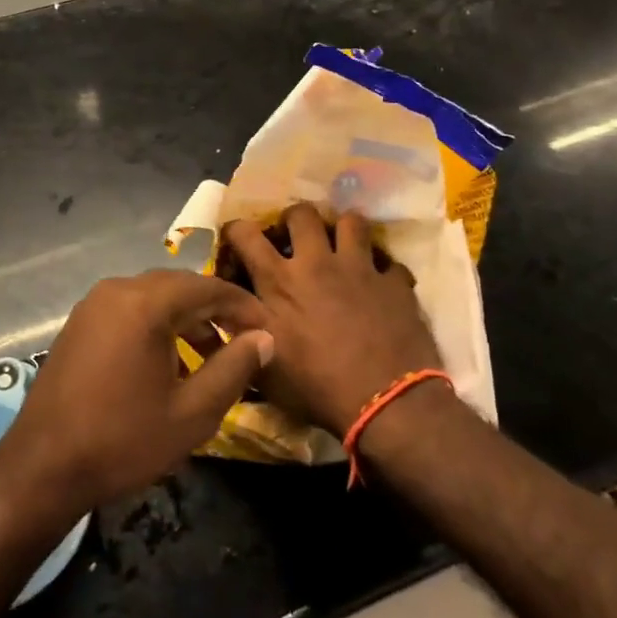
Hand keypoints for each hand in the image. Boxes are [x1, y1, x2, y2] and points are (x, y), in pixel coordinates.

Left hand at [0, 271, 273, 521]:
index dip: (243, 306)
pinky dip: (156, 325)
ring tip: (211, 357)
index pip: (208, 287)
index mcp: (145, 303)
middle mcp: (117, 290)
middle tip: (245, 341)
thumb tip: (263, 338)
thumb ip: (233, 369)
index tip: (269, 329)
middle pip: (179, 286)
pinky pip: (129, 310)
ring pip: (153, 297)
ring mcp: (93, 304)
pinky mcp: (79, 323)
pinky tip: (169, 361)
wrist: (43, 467)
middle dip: (215, 310)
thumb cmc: (124, 440)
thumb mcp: (192, 412)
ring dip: (186, 319)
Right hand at [221, 204, 443, 437]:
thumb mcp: (262, 364)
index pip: (245, 233)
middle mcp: (317, 262)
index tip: (236, 240)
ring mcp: (360, 269)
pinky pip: (390, 262)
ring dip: (343, 231)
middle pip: (302, 214)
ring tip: (341, 248)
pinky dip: (383, 270)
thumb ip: (240, 330)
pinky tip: (380, 286)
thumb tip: (221, 308)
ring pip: (352, 221)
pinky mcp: (395, 283)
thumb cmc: (315, 387)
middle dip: (294, 219)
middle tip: (296, 239)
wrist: (385, 403)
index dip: (236, 230)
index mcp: (279, 280)